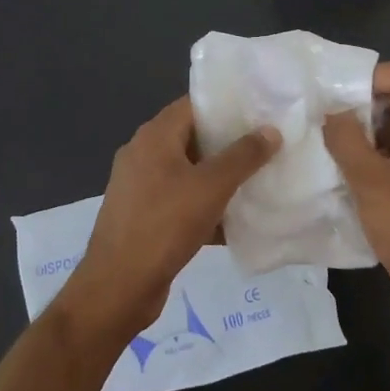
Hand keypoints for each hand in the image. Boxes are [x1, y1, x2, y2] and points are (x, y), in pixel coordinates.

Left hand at [57, 96, 280, 343]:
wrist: (118, 286)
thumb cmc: (164, 225)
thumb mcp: (211, 187)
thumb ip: (243, 156)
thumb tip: (271, 130)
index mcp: (154, 137)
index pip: (193, 104)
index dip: (227, 105)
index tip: (260, 110)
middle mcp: (143, 155)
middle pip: (192, 138)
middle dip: (228, 143)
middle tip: (267, 145)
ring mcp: (140, 187)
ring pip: (188, 172)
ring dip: (219, 178)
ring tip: (258, 179)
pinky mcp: (143, 217)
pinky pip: (180, 201)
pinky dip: (205, 206)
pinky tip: (235, 221)